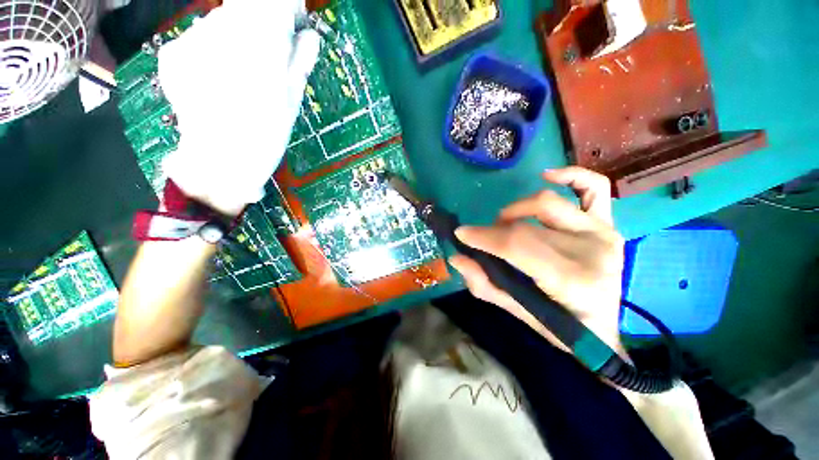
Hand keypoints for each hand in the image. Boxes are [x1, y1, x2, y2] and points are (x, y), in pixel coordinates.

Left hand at [158, 0, 320, 215]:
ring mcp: (192, 42)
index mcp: (261, 49)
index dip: (284, 7)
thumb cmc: (265, 137)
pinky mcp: (172, 53)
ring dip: (235, 38)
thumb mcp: (292, 102)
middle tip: (269, 54)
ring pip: (220, 22)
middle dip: (260, 24)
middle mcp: (222, 36)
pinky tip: (219, 78)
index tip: (293, 16)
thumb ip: (300, 63)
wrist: (220, 164)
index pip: (272, 4)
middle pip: (244, 10)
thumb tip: (309, 35)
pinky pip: (199, 38)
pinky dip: (213, 49)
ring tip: (242, 75)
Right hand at [449, 167, 624, 353]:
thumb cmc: (560, 326)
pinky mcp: (607, 224)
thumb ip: (484, 284)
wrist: (602, 329)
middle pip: (525, 227)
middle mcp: (590, 251)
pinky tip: (547, 176)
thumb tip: (457, 258)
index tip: (461, 234)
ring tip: (506, 222)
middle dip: (493, 231)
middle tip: (482, 239)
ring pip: (546, 203)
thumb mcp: (516, 312)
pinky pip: (593, 188)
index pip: (517, 245)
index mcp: (571, 280)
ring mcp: (601, 233)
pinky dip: (570, 175)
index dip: (485, 237)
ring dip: (515, 210)